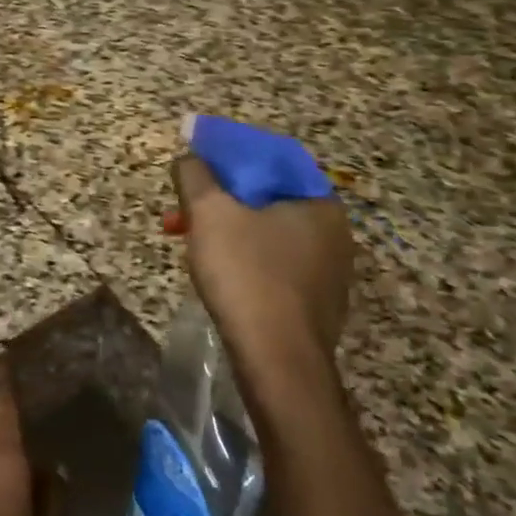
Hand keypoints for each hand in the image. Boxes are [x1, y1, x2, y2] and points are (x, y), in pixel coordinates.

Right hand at [172, 151, 355, 395]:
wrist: (277, 362)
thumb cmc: (246, 274)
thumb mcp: (209, 213)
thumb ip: (195, 174)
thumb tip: (189, 156)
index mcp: (317, 201)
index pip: (270, 157)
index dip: (227, 153)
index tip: (194, 162)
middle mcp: (333, 231)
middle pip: (265, 196)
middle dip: (218, 199)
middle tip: (182, 211)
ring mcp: (328, 270)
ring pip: (266, 232)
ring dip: (225, 229)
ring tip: (190, 242)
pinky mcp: (315, 302)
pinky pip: (273, 263)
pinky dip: (242, 257)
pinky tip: (218, 273)